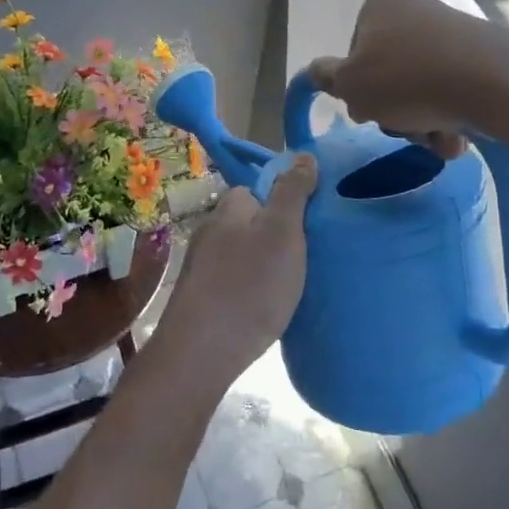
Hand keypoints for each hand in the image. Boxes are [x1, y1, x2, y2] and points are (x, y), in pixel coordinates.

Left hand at [155, 155, 318, 386]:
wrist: (200, 352)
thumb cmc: (249, 286)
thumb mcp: (282, 232)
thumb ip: (292, 192)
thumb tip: (302, 155)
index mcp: (230, 207)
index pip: (259, 188)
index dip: (285, 200)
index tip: (310, 223)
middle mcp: (210, 229)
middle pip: (251, 220)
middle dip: (276, 234)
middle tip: (306, 257)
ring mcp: (201, 264)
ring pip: (242, 252)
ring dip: (263, 264)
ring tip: (289, 285)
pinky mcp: (199, 296)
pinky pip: (233, 280)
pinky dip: (250, 288)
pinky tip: (264, 308)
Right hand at [305, 0, 499, 156]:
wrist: (493, 82)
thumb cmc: (407, 80)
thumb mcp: (350, 85)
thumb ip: (326, 77)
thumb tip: (316, 70)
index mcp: (379, 5)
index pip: (354, 52)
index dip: (357, 86)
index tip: (368, 109)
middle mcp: (416, 9)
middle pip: (390, 72)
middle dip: (395, 110)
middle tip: (404, 128)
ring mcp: (453, 30)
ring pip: (423, 86)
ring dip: (423, 121)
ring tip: (438, 140)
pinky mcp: (484, 52)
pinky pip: (455, 89)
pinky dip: (452, 116)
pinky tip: (459, 137)